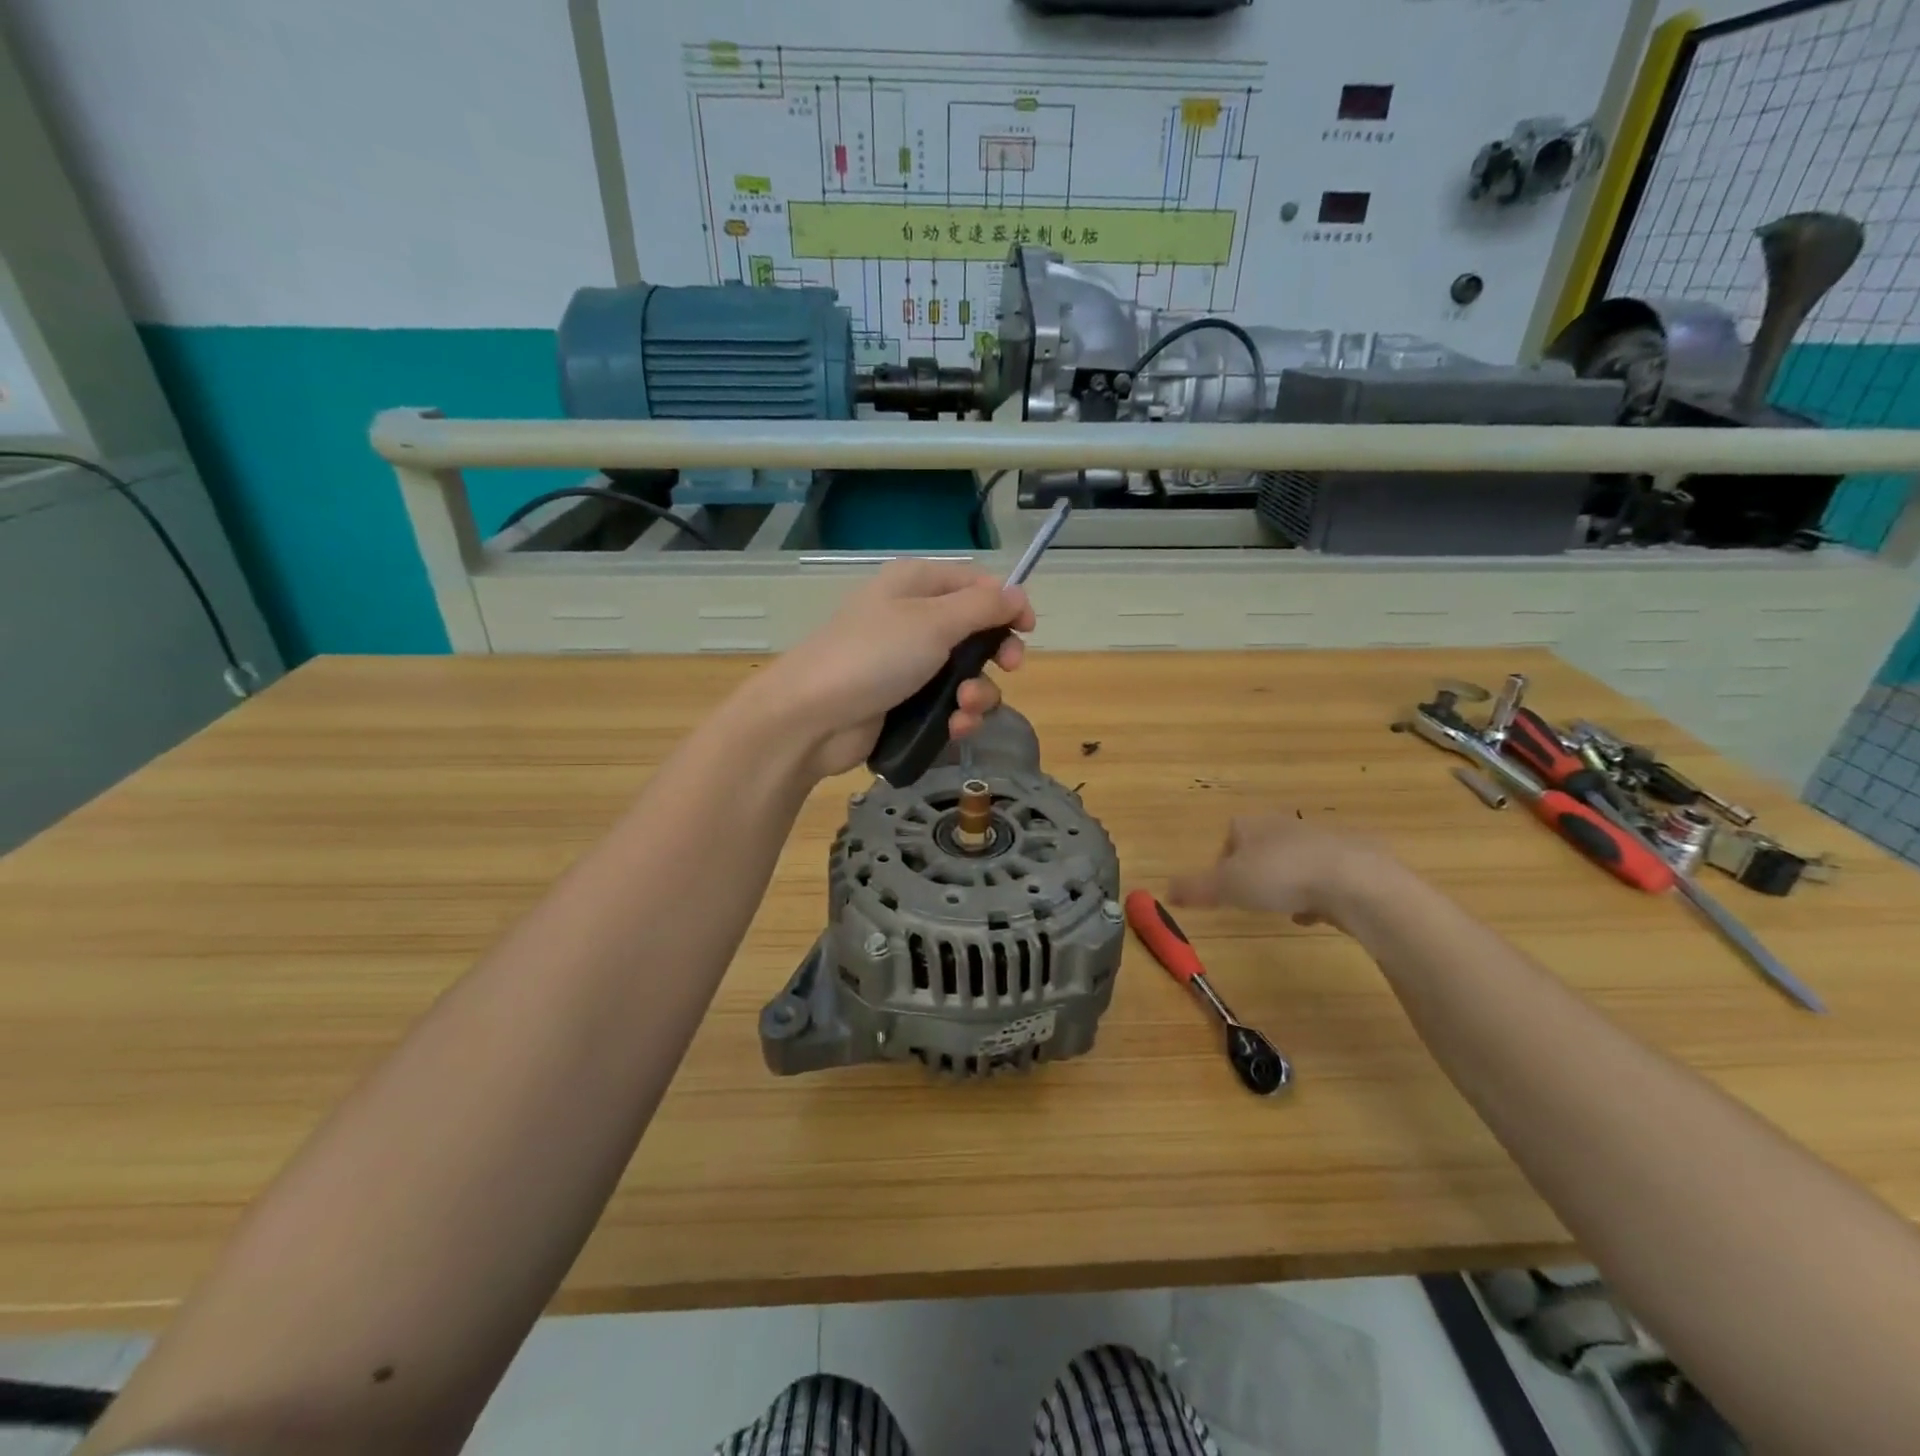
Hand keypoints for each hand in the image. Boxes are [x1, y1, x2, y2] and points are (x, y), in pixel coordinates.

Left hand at [747, 559, 1034, 778]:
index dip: (1006, 602)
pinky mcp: (903, 704)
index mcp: (915, 586)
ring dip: (976, 693)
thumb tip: (1017, 594)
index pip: (974, 583)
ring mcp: (906, 665)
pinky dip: (957, 717)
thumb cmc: (873, 657)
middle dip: (995, 653)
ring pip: (965, 674)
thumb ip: (982, 607)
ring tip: (964, 708)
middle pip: (975, 630)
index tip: (1027, 629)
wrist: (811, 718)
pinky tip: (955, 728)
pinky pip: (945, 706)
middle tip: (1009, 668)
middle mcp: (912, 620)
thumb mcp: (933, 623)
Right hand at [1169, 816, 1390, 929]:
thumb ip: (1195, 888)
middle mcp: (1285, 825)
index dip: (1223, 859)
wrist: (1353, 880)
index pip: (1230, 834)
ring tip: (1284, 910)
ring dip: (1286, 882)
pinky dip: (1316, 894)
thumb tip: (1164, 891)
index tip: (1224, 887)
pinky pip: (1324, 876)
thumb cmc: (1280, 876)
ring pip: (1294, 860)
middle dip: (1256, 870)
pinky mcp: (1352, 860)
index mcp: (1252, 824)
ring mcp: (1321, 840)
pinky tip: (1315, 915)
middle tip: (1252, 898)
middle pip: (1262, 845)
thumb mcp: (1227, 886)